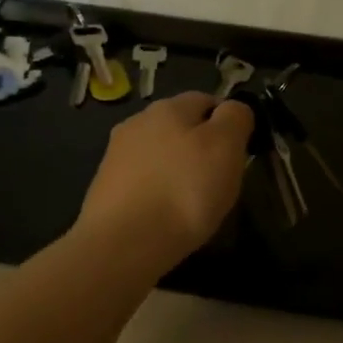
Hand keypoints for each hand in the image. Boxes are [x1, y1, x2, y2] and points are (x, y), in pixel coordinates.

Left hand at [75, 92, 254, 272]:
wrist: (124, 243)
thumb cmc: (185, 190)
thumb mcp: (226, 147)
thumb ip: (235, 119)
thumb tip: (232, 109)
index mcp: (168, 107)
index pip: (206, 100)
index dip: (227, 123)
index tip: (238, 154)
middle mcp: (136, 122)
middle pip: (179, 128)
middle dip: (199, 148)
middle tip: (218, 181)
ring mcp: (115, 156)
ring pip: (159, 155)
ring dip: (175, 171)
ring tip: (190, 203)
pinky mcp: (104, 188)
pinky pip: (142, 182)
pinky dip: (156, 193)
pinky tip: (164, 216)